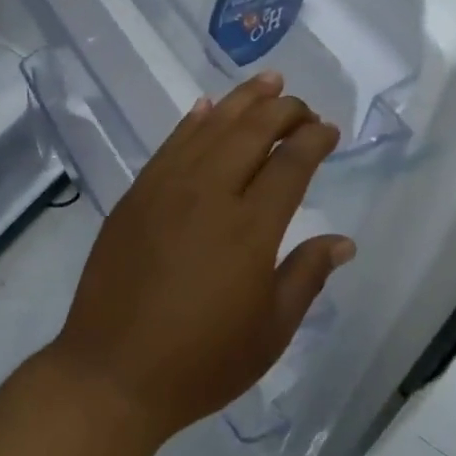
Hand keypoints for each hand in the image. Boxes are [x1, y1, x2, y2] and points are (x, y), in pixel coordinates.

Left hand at [49, 72, 352, 441]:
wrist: (113, 374)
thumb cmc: (201, 362)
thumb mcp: (270, 332)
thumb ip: (306, 277)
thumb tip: (342, 242)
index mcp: (250, 228)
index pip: (290, 164)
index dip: (313, 140)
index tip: (328, 129)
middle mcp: (209, 194)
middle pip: (252, 132)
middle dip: (283, 110)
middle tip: (302, 105)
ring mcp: (165, 190)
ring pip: (210, 127)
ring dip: (241, 101)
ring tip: (267, 81)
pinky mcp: (136, 196)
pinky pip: (170, 145)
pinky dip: (192, 121)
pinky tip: (206, 108)